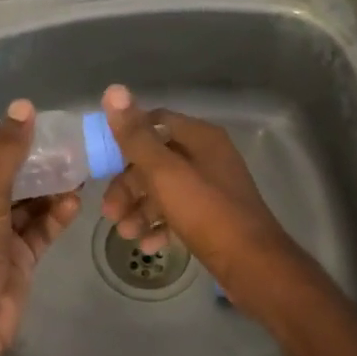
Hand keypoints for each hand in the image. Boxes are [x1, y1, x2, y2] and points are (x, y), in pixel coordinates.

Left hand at [0, 98, 80, 355]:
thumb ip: (5, 153)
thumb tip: (23, 107)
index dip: (6, 137)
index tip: (38, 121)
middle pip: (10, 176)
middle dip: (38, 162)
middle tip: (69, 145)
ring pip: (29, 201)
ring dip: (51, 187)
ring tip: (80, 169)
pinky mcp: (20, 255)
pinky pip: (41, 227)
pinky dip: (57, 215)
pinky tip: (75, 202)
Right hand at [100, 84, 306, 313]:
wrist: (253, 265)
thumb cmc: (207, 212)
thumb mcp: (164, 172)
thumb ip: (136, 135)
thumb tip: (113, 89)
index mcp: (201, 138)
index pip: (156, 121)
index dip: (127, 136)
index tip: (103, 160)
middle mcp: (208, 157)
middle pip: (156, 160)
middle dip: (129, 185)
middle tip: (109, 211)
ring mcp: (212, 189)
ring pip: (164, 191)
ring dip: (140, 210)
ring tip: (126, 234)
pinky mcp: (213, 218)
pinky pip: (178, 214)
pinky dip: (160, 226)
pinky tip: (148, 246)